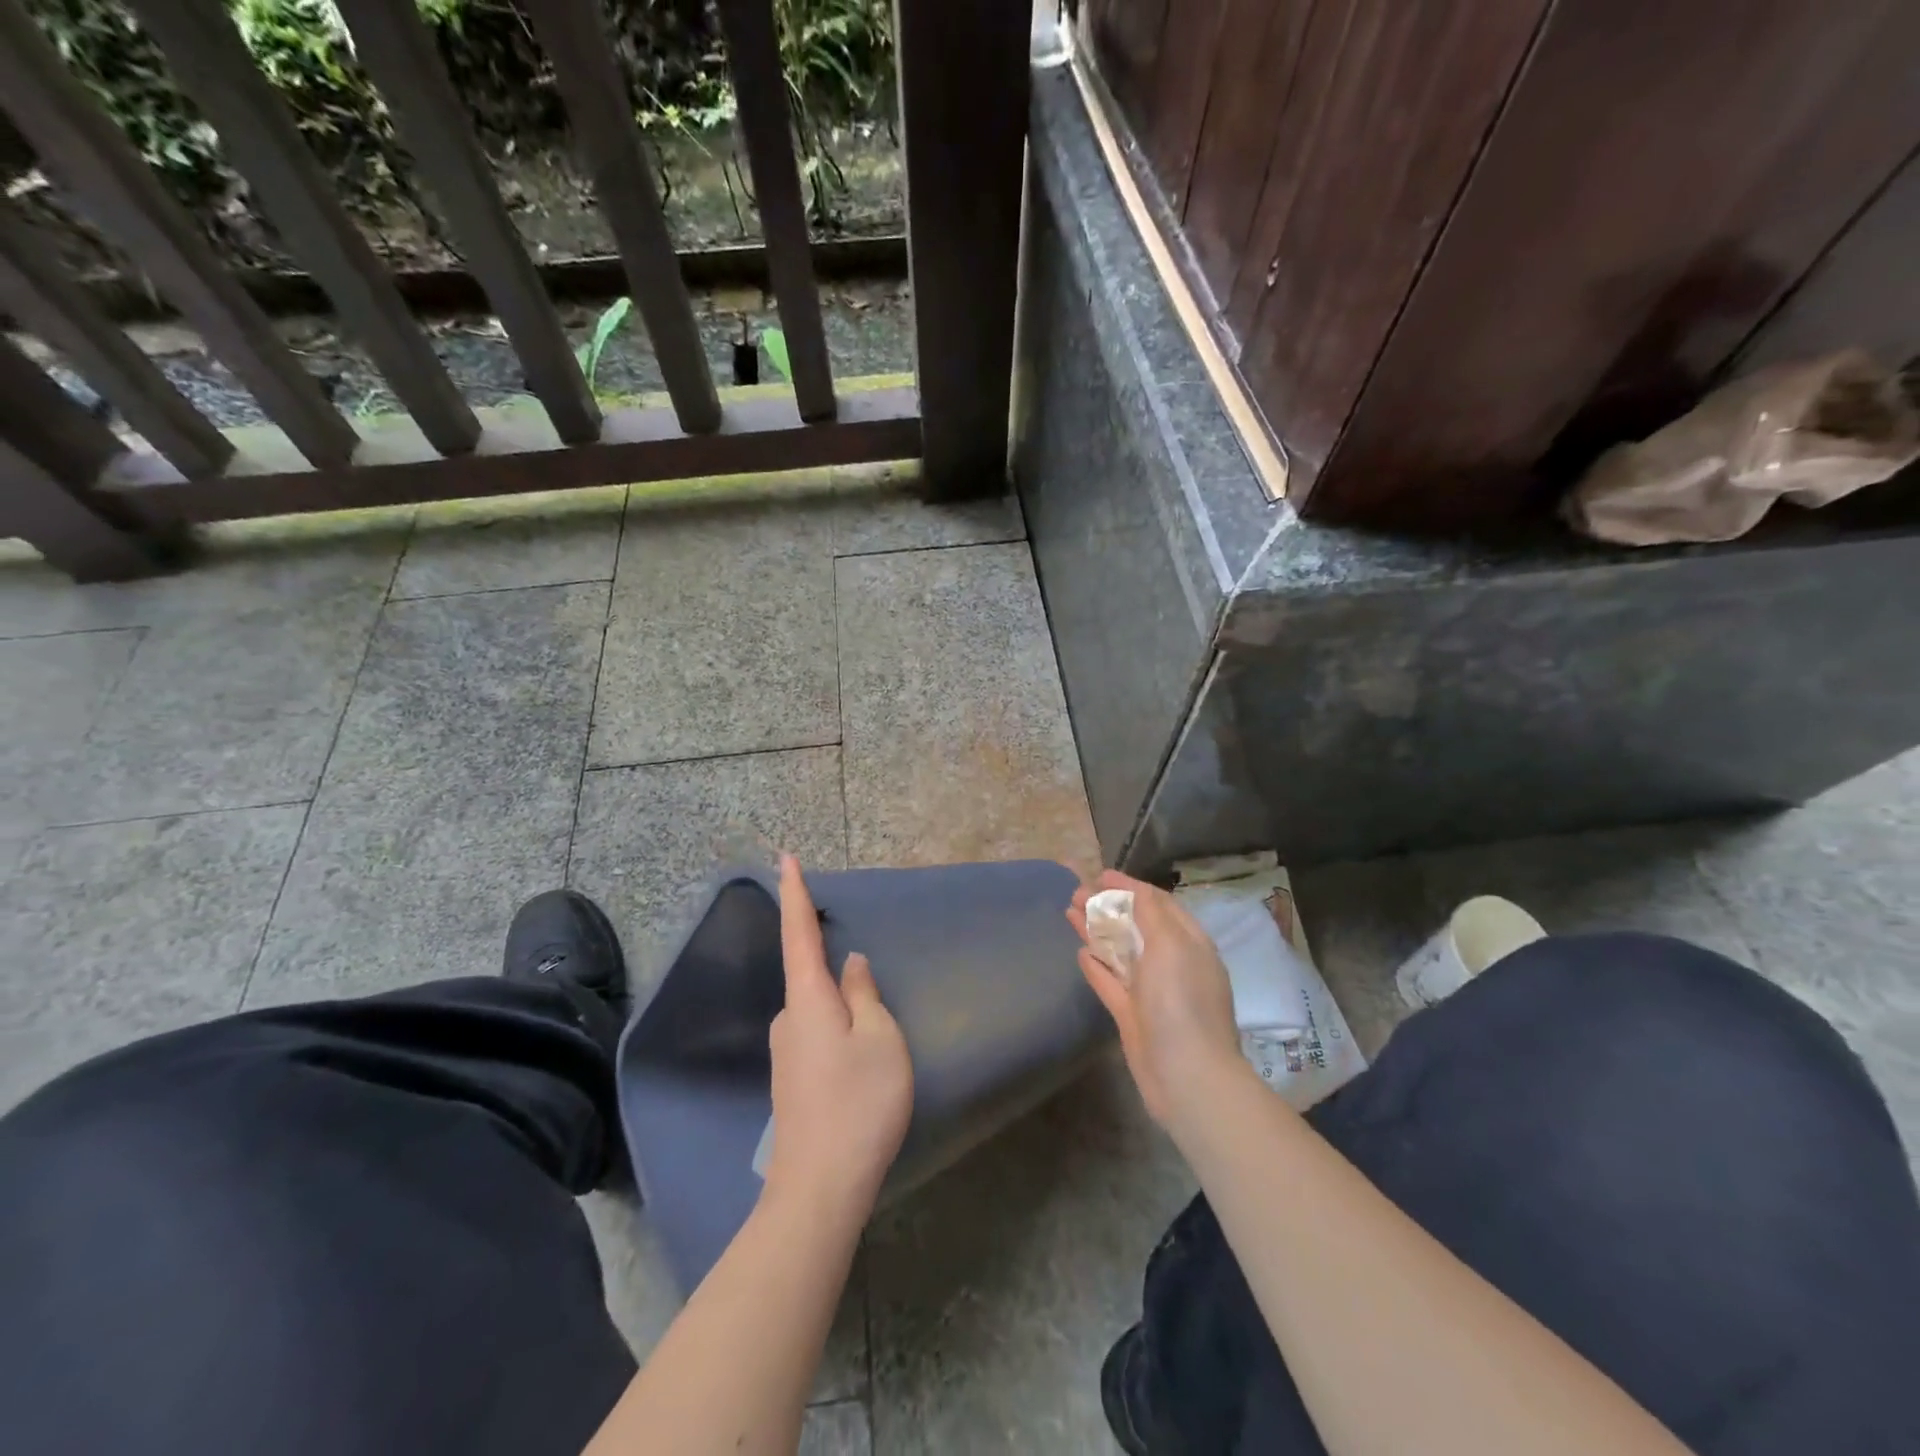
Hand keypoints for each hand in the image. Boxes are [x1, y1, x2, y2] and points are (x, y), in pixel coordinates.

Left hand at [762, 854, 913, 1224]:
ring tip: (874, 1033)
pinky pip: (818, 1032)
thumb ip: (865, 995)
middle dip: (827, 957)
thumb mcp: (880, 1039)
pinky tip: (859, 1055)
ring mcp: (787, 1051)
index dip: (794, 894)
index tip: (785, 858)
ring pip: (818, 1007)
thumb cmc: (859, 1103)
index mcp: (808, 999)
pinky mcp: (794, 1078)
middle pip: (809, 973)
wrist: (820, 1187)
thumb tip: (851, 964)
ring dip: (839, 1003)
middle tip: (852, 956)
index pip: (799, 933)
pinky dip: (836, 1025)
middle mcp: (789, 1018)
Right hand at [1068, 870, 1241, 1130]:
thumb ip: (1151, 914)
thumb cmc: (1181, 1002)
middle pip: (1135, 926)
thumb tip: (1133, 890)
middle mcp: (1171, 964)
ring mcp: (1151, 992)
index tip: (1100, 874)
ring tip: (1068, 912)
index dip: (1129, 887)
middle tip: (1075, 892)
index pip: (1158, 904)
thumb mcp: (1171, 945)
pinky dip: (1096, 967)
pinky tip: (1080, 953)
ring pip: (1120, 952)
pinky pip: (1111, 983)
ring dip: (1096, 930)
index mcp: (1189, 944)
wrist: (1187, 1076)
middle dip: (1107, 906)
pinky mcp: (1133, 1016)